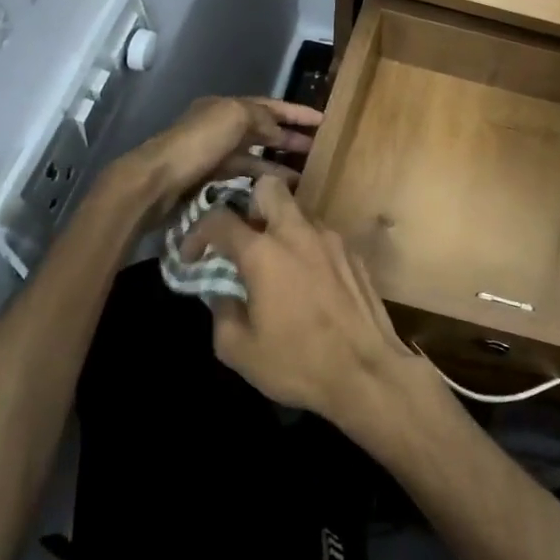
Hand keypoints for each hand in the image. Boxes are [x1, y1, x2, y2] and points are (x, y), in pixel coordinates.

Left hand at [126, 95, 321, 221]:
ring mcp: (213, 153)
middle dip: (290, 136)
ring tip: (306, 172)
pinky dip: (262, 178)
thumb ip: (261, 117)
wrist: (156, 181)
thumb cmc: (197, 143)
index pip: (269, 105)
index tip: (323, 120)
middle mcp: (220, 126)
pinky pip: (243, 174)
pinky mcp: (208, 178)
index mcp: (225, 107)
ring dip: (279, 161)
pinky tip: (278, 187)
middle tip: (319, 148)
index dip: (296, 112)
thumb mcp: (234, 116)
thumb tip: (279, 130)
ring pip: (254, 154)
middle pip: (262, 128)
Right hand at [181, 176, 435, 440]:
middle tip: (243, 237)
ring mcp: (331, 238)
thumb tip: (223, 293)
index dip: (198, 233)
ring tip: (275, 261)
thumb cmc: (298, 362)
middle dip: (249, 204)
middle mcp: (297, 232)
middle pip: (269, 187)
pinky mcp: (354, 252)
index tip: (193, 256)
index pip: (219, 219)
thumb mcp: (239, 350)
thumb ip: (221, 312)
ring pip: (299, 210)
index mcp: (263, 253)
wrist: (367, 371)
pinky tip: (306, 278)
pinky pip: (321, 234)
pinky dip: (306, 245)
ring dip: (280, 226)